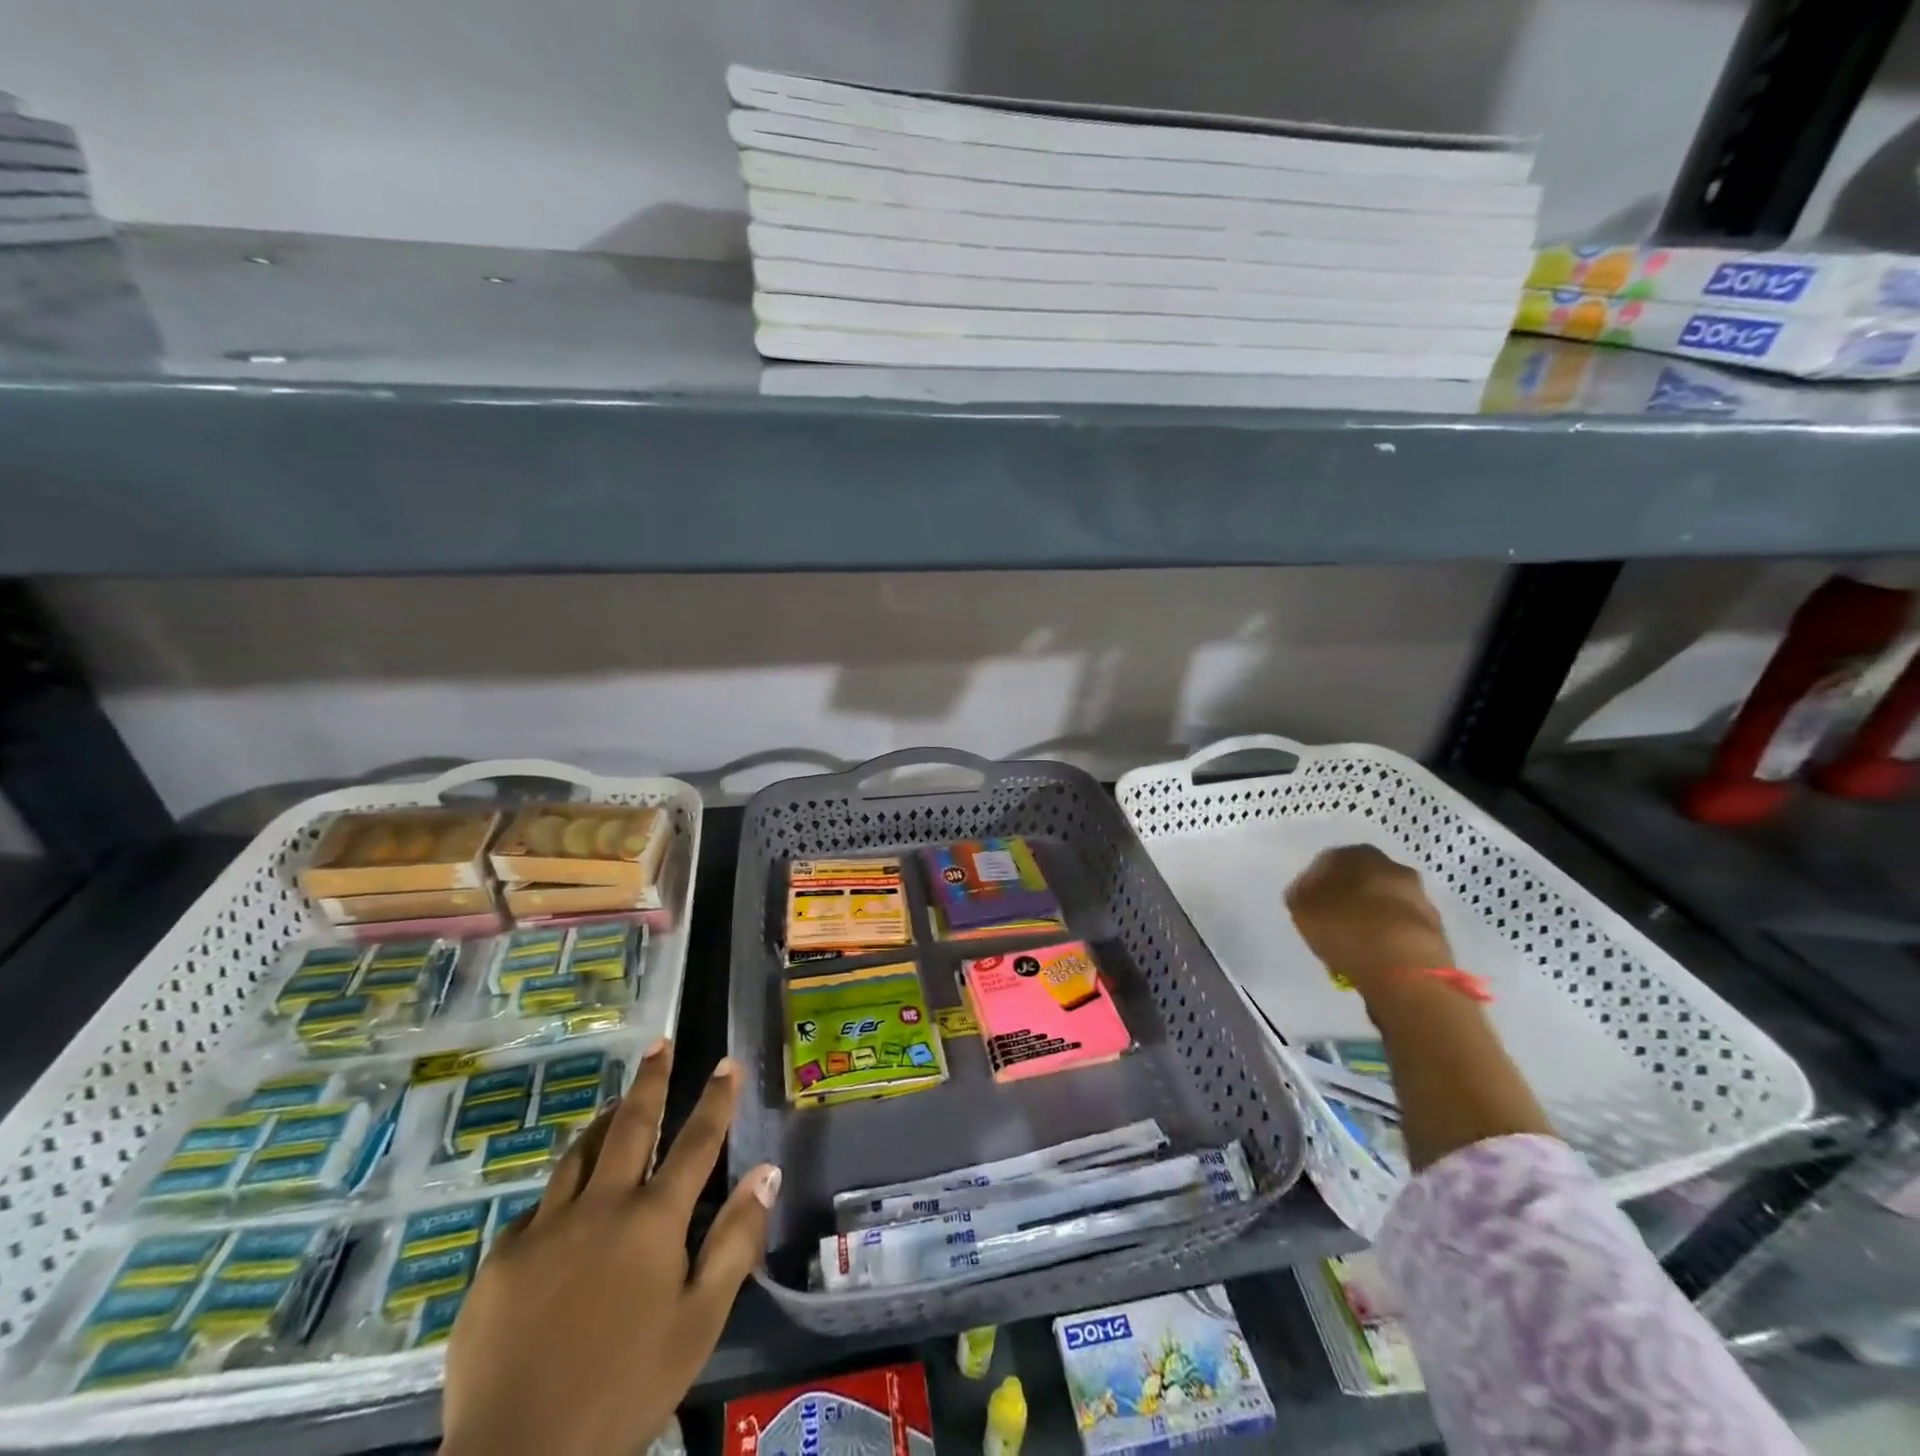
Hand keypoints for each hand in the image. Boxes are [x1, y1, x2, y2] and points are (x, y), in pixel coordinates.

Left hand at [442, 1041, 781, 1455]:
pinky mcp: (500, 1262)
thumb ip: (734, 1241)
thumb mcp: (699, 1322)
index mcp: (653, 1220)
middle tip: (658, 1044)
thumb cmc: (626, 1388)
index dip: (715, 1099)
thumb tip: (767, 1173)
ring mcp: (545, 1230)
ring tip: (614, 1105)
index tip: (726, 1062)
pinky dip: (561, 1193)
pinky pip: (538, 1209)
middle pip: (630, 1126)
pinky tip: (563, 1205)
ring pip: (578, 1155)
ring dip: (602, 1122)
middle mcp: (601, 1207)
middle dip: (650, 1082)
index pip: (696, 1142)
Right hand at [1285, 845, 1453, 1001]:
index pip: (1329, 861)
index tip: (1308, 905)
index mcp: (1356, 854)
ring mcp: (1418, 895)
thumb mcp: (1302, 909)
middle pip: (1362, 879)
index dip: (1315, 883)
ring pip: (1384, 902)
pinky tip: (1378, 955)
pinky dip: (1390, 935)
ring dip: (1372, 916)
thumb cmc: (1345, 928)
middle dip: (1348, 896)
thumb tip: (1306, 893)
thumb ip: (1301, 895)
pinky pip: (1402, 925)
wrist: (1404, 967)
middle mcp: (1391, 866)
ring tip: (1356, 943)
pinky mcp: (1436, 925)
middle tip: (1333, 921)